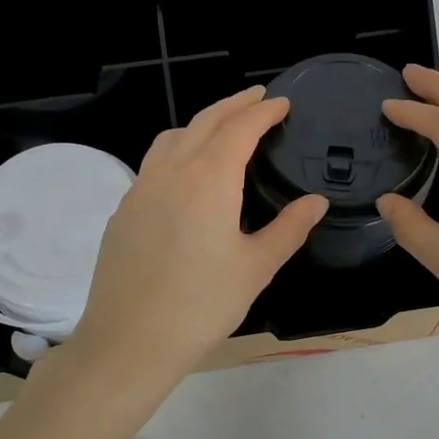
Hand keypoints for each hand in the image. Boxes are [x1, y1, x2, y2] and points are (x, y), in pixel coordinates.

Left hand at [65, 86, 327, 396]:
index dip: (263, 111)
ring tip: (221, 129)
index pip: (240, 128)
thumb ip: (289, 229)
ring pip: (172, 138)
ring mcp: (140, 189)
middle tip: (256, 98)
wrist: (130, 341)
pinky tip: (186, 177)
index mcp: (209, 179)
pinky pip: (153, 164)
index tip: (281, 103)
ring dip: (200, 123)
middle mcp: (171, 172)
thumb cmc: (202, 305)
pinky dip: (177, 151)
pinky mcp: (123, 210)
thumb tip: (315, 202)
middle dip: (233, 105)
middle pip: (204, 122)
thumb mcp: (256, 268)